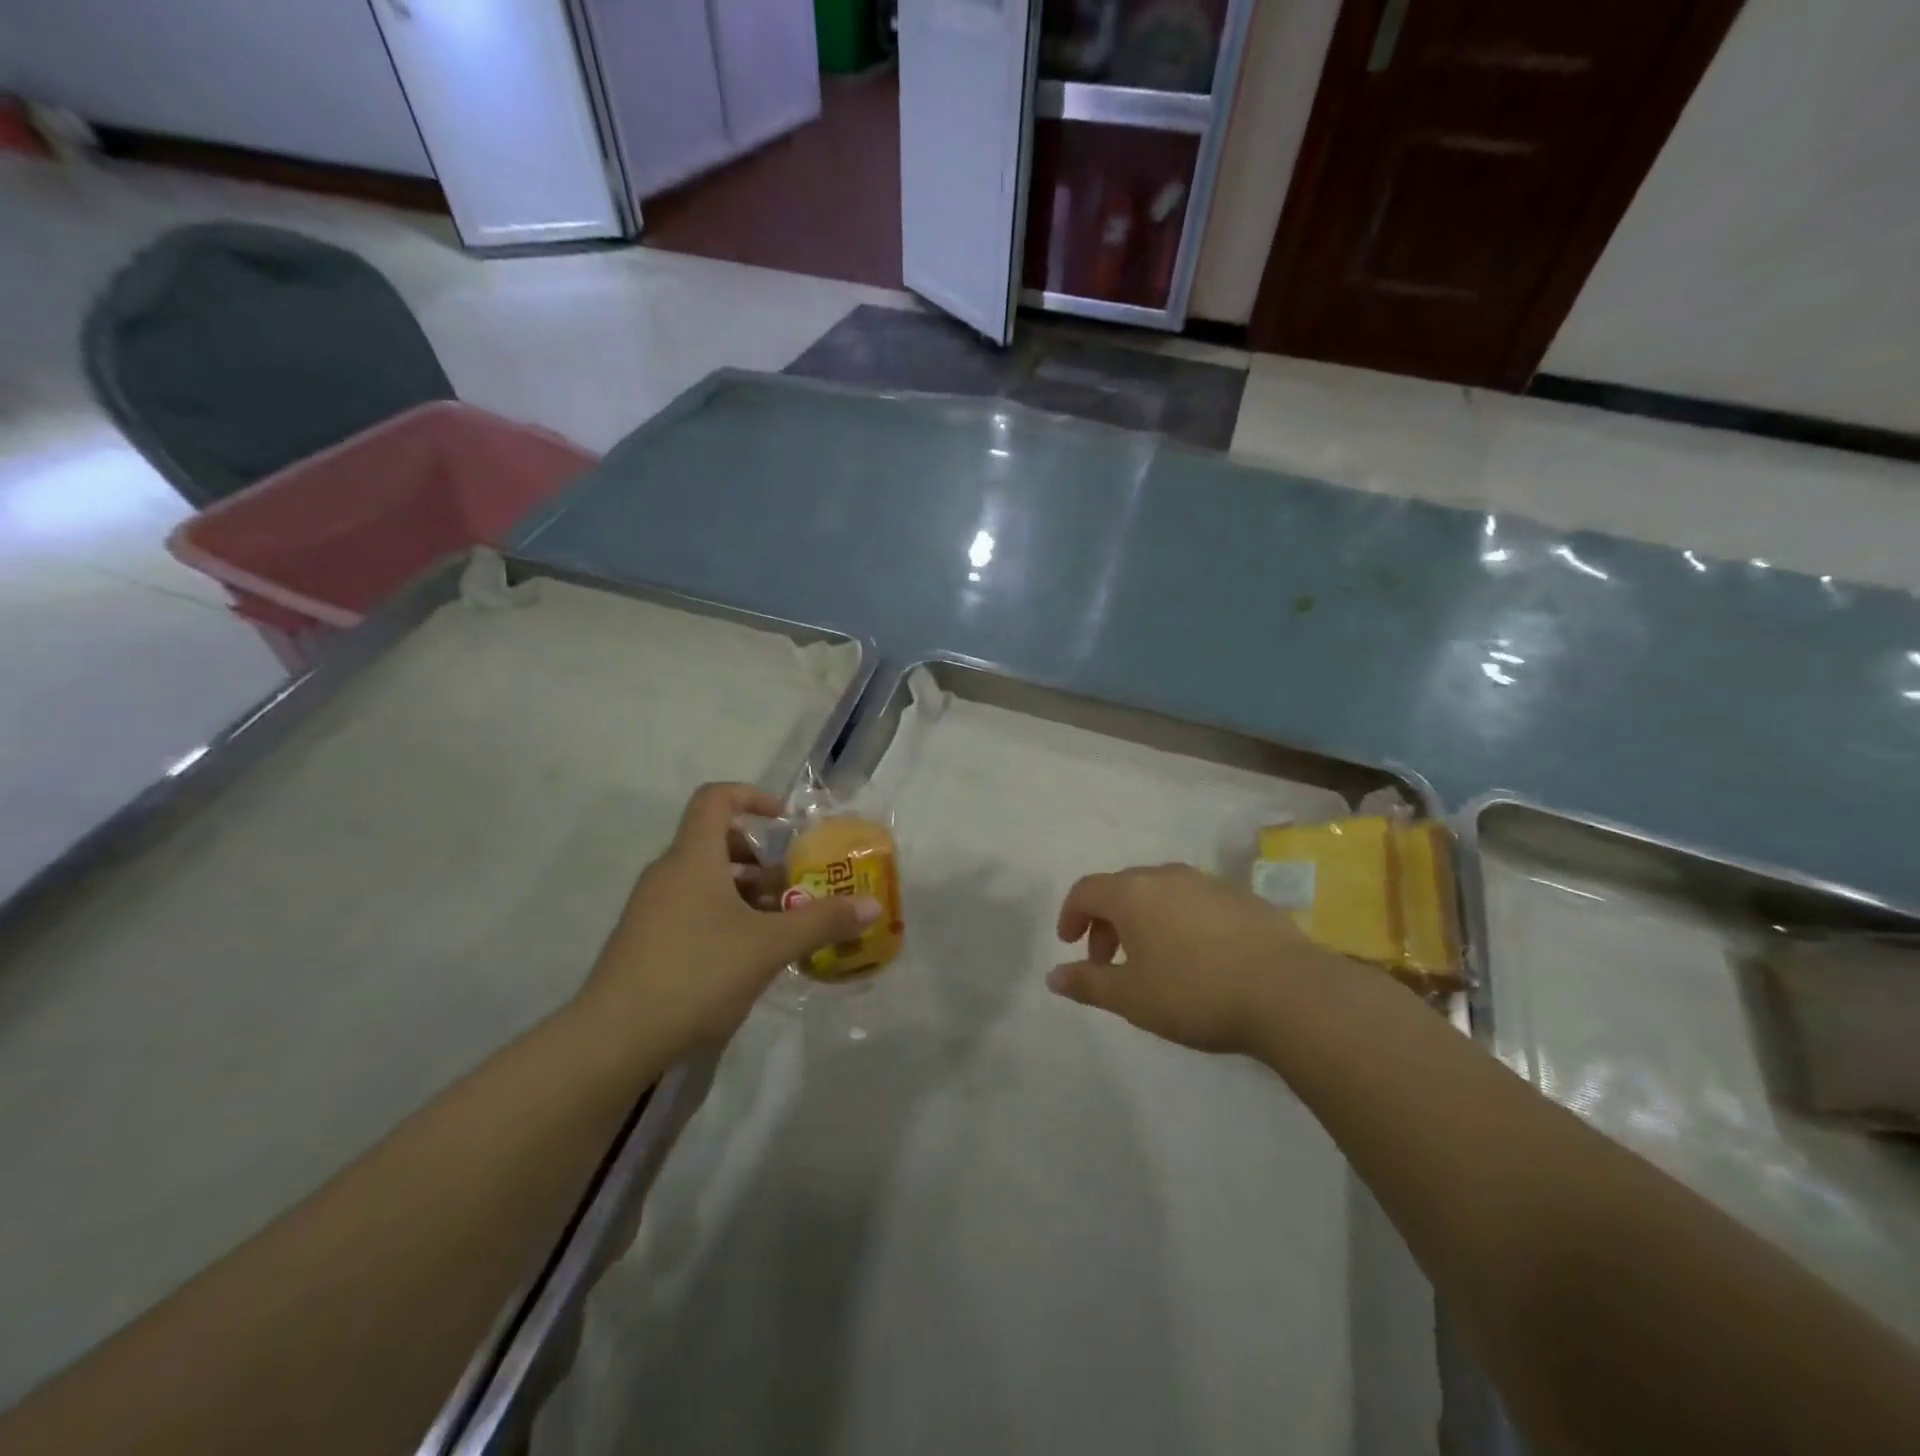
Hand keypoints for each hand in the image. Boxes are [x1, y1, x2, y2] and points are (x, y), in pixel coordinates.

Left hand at [578, 783, 880, 1059]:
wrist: (613, 1040)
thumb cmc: (696, 973)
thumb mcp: (770, 946)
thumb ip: (823, 921)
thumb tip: (873, 906)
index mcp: (693, 858)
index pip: (716, 799)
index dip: (753, 798)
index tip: (786, 822)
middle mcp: (668, 874)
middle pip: (716, 843)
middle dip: (761, 860)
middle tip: (793, 888)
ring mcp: (651, 910)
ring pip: (706, 882)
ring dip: (746, 894)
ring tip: (779, 927)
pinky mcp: (645, 943)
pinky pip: (692, 910)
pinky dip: (724, 917)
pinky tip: (748, 958)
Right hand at [1048, 863, 1330, 1054]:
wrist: (1287, 991)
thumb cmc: (1194, 992)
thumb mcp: (1132, 997)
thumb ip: (1088, 983)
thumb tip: (1053, 976)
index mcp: (1132, 893)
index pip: (1086, 890)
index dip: (1071, 914)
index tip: (1070, 944)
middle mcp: (1166, 876)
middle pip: (1122, 888)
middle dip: (1106, 922)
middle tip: (1106, 961)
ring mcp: (1207, 883)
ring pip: (1159, 893)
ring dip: (1142, 921)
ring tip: (1151, 961)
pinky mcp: (1241, 898)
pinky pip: (1193, 902)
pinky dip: (1177, 921)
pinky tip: (1196, 958)